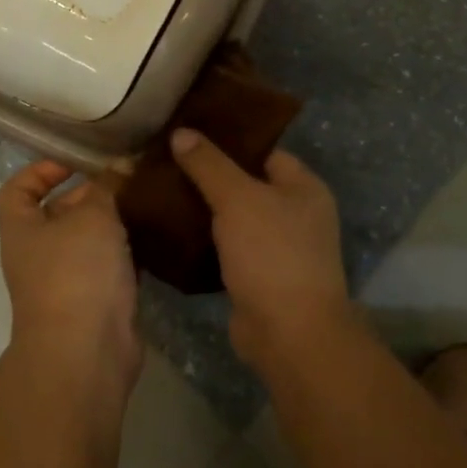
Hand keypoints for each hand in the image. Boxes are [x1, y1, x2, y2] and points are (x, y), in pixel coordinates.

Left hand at [0, 160, 142, 392]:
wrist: (86, 352)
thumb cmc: (76, 272)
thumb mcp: (93, 215)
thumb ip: (107, 187)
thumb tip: (121, 164)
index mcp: (22, 229)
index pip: (18, 189)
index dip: (40, 170)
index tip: (74, 161)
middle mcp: (38, 254)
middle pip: (58, 212)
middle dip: (90, 193)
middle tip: (127, 177)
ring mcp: (65, 281)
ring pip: (88, 240)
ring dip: (113, 222)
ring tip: (145, 200)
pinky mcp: (94, 303)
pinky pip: (109, 266)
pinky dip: (127, 251)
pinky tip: (153, 235)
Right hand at [170, 128, 349, 371]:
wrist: (289, 335)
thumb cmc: (272, 254)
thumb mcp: (237, 199)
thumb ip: (208, 164)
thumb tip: (181, 132)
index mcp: (304, 187)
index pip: (263, 150)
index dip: (228, 141)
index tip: (189, 134)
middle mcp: (297, 214)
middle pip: (247, 183)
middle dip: (210, 175)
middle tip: (168, 162)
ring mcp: (279, 248)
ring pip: (235, 217)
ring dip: (204, 209)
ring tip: (163, 192)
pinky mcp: (259, 277)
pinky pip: (228, 247)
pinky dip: (205, 240)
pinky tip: (173, 230)